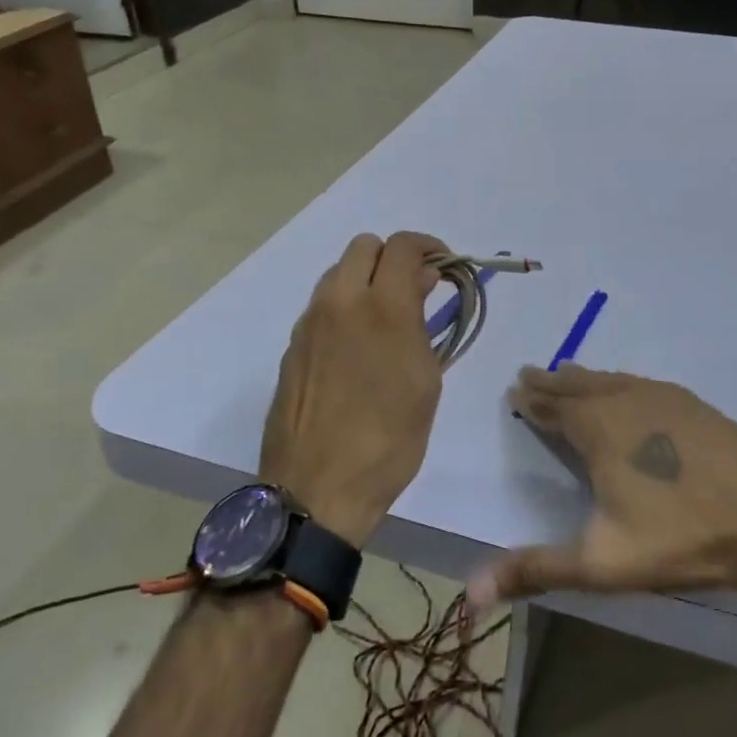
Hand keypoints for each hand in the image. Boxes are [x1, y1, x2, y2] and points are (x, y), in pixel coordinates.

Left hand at [261, 232, 447, 547]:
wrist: (317, 490)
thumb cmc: (388, 440)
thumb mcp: (424, 381)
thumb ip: (422, 322)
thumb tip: (420, 282)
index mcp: (381, 308)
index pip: (403, 246)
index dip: (429, 246)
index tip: (444, 268)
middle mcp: (339, 302)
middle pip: (364, 246)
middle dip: (393, 258)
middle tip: (414, 291)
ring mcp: (309, 323)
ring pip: (338, 273)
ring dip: (366, 281)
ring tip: (386, 321)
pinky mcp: (292, 347)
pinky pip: (322, 307)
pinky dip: (344, 309)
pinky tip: (356, 349)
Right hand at [467, 365, 736, 610]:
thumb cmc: (682, 536)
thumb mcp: (602, 562)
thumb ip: (536, 570)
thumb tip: (468, 592)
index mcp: (597, 428)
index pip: (553, 407)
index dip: (532, 399)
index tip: (516, 388)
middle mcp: (626, 401)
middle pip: (579, 386)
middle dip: (552, 382)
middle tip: (531, 373)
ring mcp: (665, 399)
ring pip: (613, 380)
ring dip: (586, 379)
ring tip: (570, 374)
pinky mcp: (696, 405)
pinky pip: (642, 385)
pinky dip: (622, 383)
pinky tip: (631, 390)